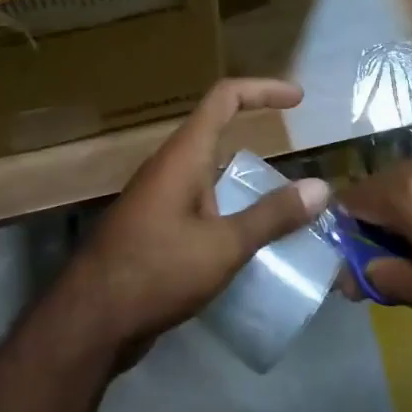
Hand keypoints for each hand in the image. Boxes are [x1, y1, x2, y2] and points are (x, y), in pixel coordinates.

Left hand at [66, 78, 329, 360]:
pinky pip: (200, 203)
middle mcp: (169, 166)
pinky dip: (228, 209)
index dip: (263, 90)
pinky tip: (247, 242)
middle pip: (217, 132)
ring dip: (244, 181)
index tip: (298, 99)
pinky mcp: (154, 227)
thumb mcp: (223, 246)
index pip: (225, 98)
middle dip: (256, 137)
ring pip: (209, 173)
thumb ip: (272, 216)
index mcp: (184, 155)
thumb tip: (321, 187)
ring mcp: (158, 197)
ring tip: (283, 206)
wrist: (89, 322)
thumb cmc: (156, 271)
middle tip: (295, 159)